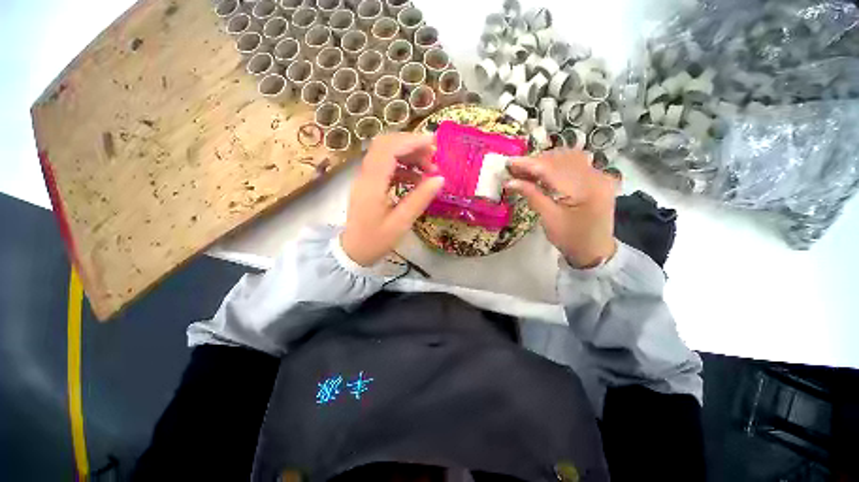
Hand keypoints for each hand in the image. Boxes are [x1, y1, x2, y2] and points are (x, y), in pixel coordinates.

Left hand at [341, 133, 444, 265]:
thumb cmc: (376, 240)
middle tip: (433, 157)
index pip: (388, 150)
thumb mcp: (401, 223)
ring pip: (386, 153)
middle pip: (386, 145)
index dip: (411, 142)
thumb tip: (440, 179)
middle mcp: (366, 175)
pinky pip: (386, 166)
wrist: (353, 251)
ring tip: (429, 169)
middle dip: (411, 145)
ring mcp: (366, 178)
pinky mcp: (369, 183)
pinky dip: (403, 167)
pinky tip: (417, 178)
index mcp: (372, 184)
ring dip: (408, 155)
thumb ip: (420, 199)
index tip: (433, 144)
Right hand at [506, 149, 618, 267]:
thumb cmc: (570, 238)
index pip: (553, 169)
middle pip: (561, 158)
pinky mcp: (597, 178)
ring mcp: (599, 175)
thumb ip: (531, 195)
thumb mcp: (549, 218)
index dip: (529, 164)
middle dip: (535, 161)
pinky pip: (574, 163)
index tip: (509, 163)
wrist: (595, 250)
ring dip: (545, 161)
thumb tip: (510, 182)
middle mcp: (596, 176)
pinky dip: (556, 165)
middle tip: (514, 169)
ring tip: (526, 171)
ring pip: (567, 157)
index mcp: (585, 189)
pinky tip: (543, 172)